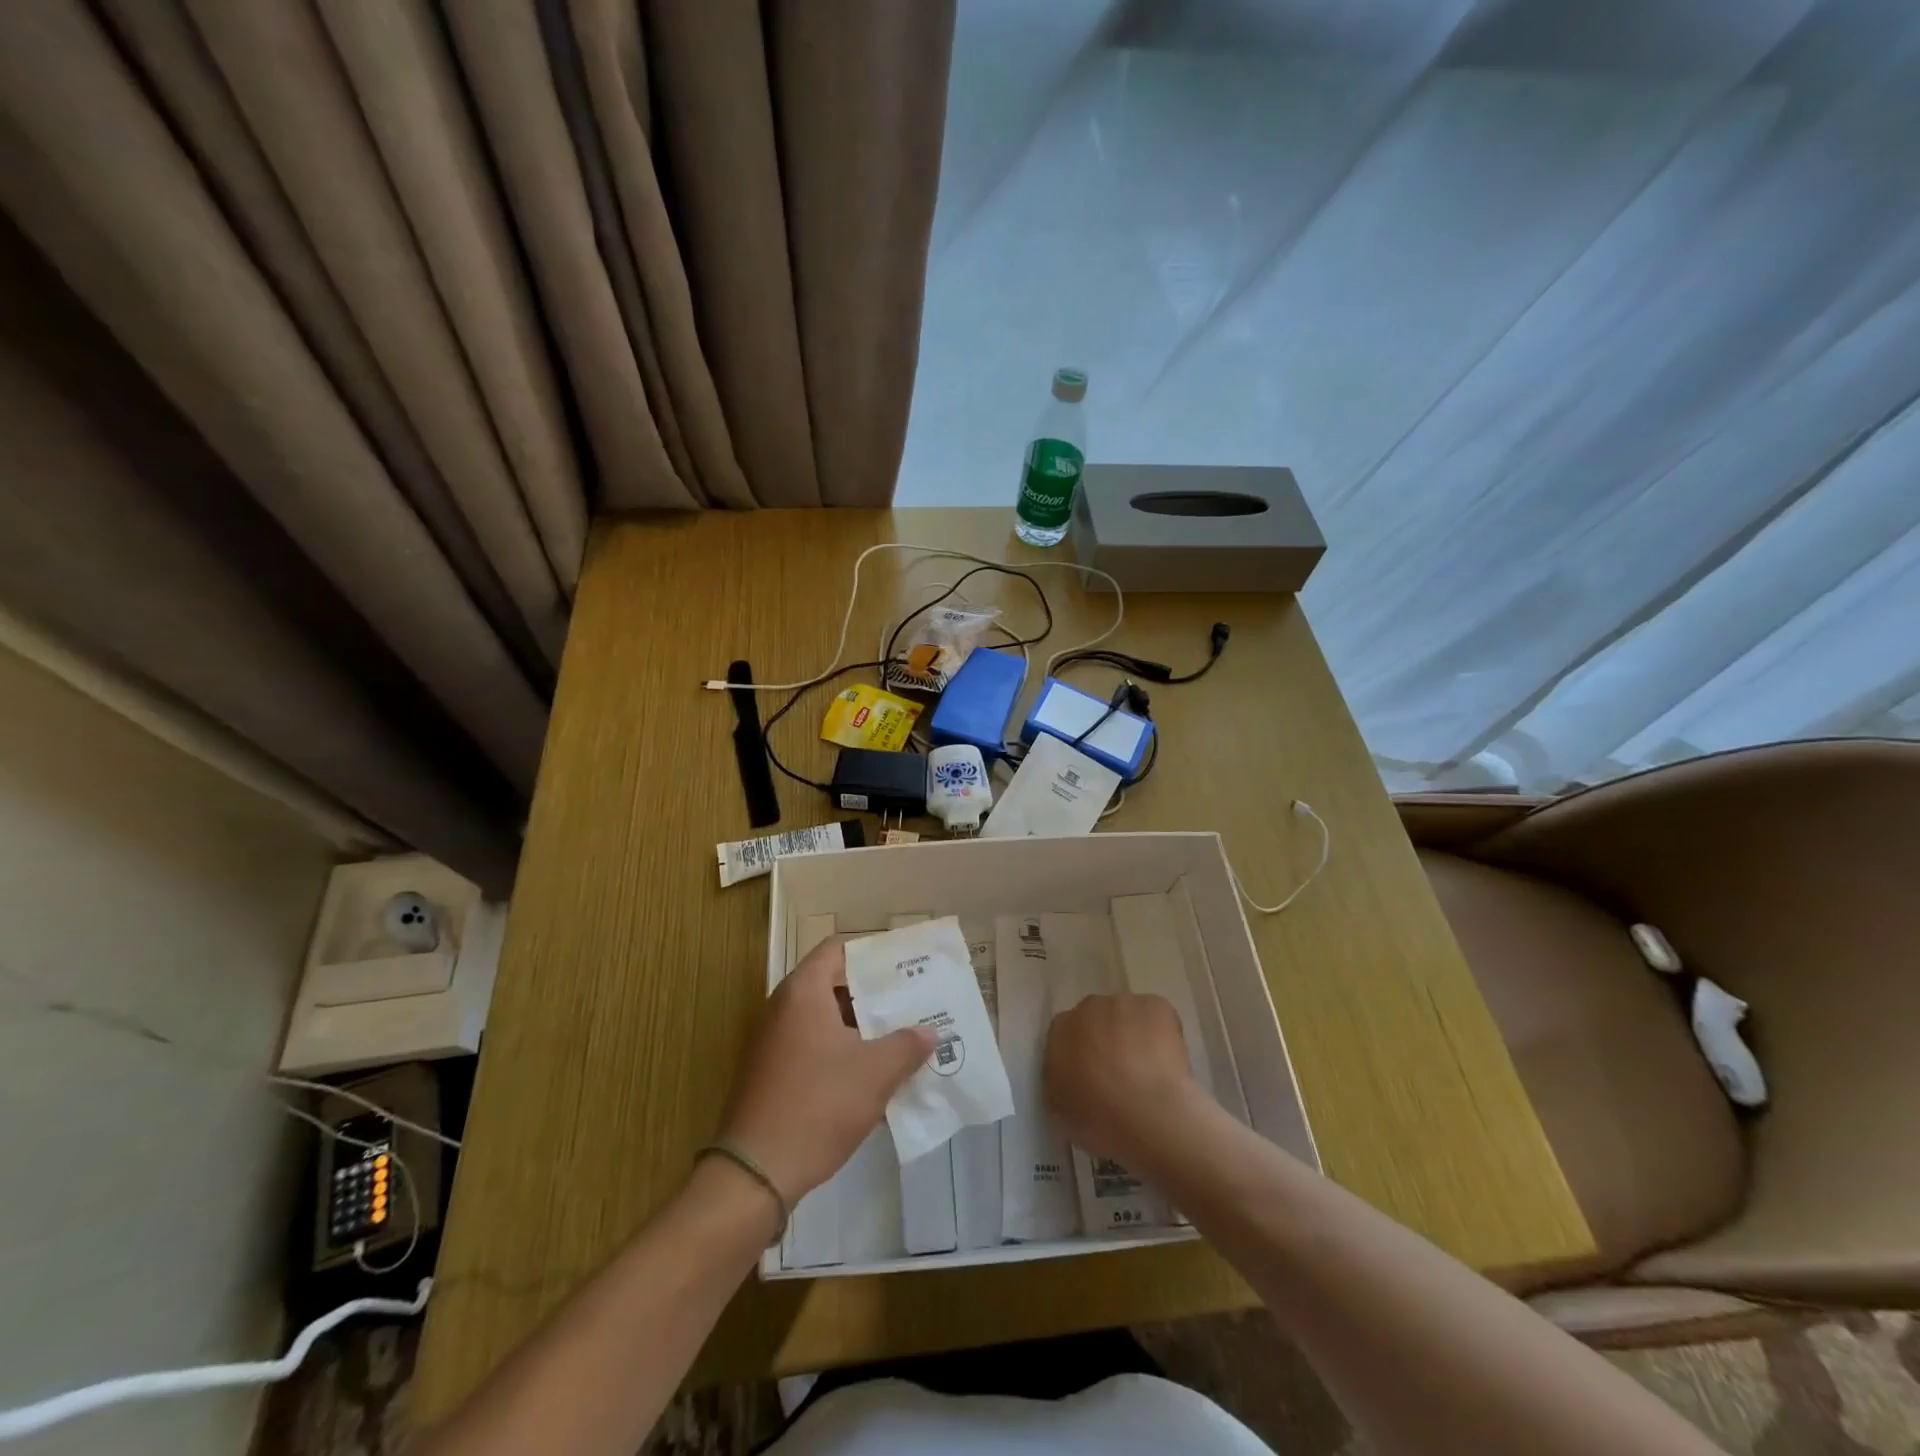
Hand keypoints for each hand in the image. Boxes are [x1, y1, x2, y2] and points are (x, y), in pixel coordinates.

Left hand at [720, 938, 933, 1203]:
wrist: (755, 1173)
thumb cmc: (818, 1105)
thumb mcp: (875, 1073)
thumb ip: (907, 1045)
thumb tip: (928, 1032)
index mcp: (803, 993)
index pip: (838, 949)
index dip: (872, 952)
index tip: (905, 964)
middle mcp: (783, 1008)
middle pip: (833, 983)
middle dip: (874, 992)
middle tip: (912, 1000)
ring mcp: (774, 1042)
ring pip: (826, 1019)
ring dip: (861, 1026)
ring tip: (902, 1035)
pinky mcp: (773, 1074)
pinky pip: (814, 1046)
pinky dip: (843, 1050)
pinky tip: (873, 1073)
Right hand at [1045, 993, 1201, 1172]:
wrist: (1146, 1116)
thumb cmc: (1098, 1119)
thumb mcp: (1058, 1106)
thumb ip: (1059, 1077)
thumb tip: (1071, 1072)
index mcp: (1061, 1029)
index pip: (1068, 1033)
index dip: (1083, 1053)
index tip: (1094, 1075)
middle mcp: (1089, 1007)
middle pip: (1098, 1018)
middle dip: (1107, 1039)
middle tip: (1121, 1073)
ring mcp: (1124, 1004)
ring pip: (1128, 1016)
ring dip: (1134, 1034)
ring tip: (1149, 1070)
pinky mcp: (1157, 1006)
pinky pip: (1158, 1017)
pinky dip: (1163, 1034)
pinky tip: (1168, 1062)